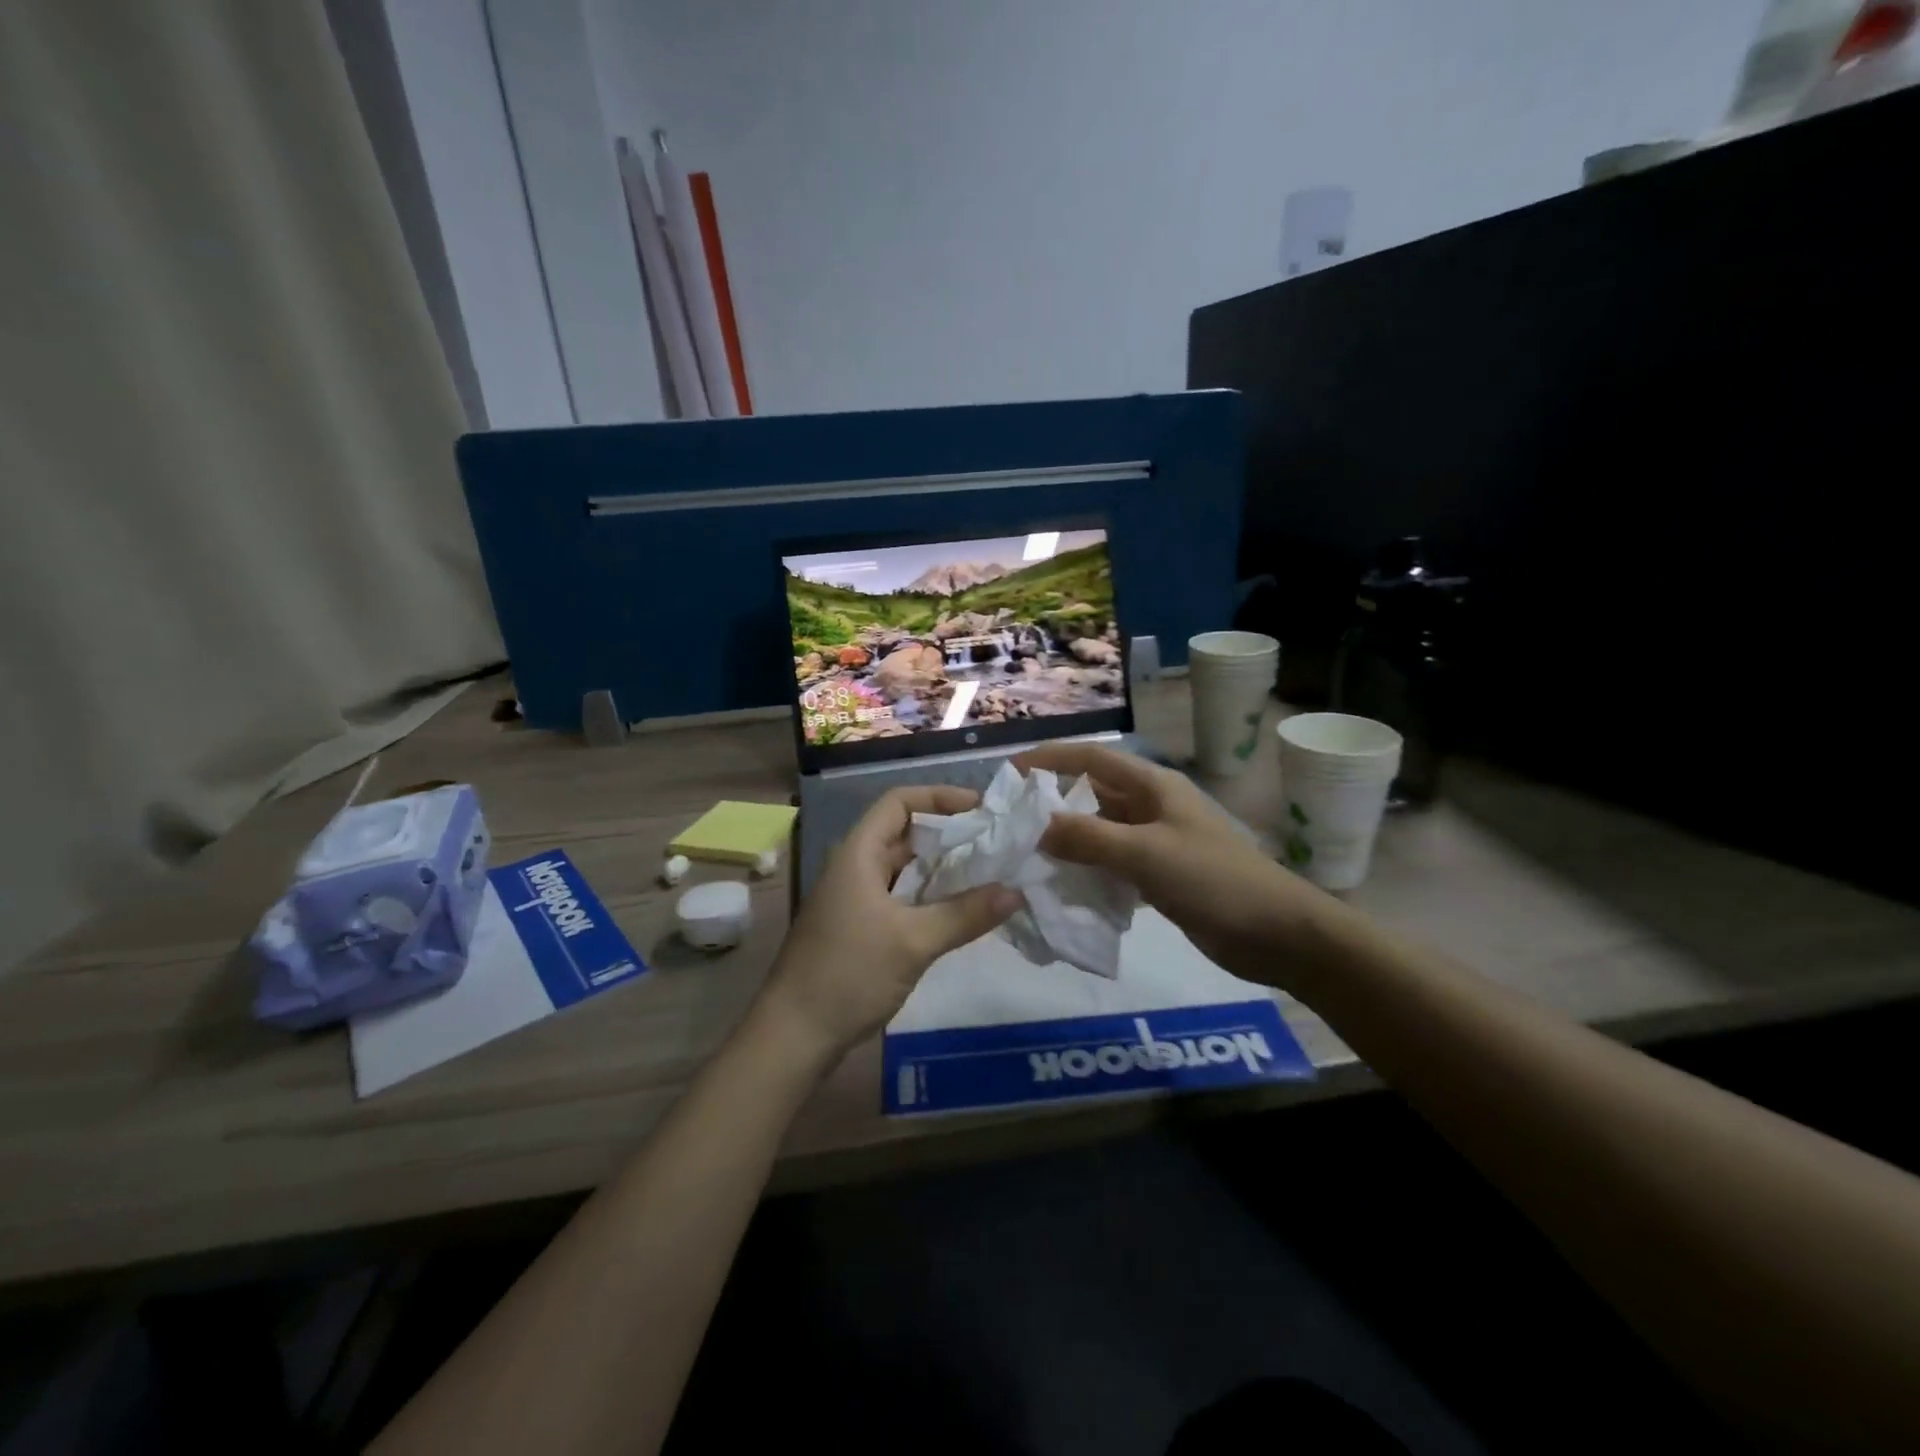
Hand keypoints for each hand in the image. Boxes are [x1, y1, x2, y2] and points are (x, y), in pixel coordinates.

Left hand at [759, 786, 1019, 1064]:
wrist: (793, 1035)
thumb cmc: (848, 974)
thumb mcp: (912, 942)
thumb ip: (964, 914)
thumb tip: (1015, 892)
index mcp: (858, 854)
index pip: (899, 802)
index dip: (939, 797)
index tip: (981, 809)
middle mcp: (855, 867)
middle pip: (905, 833)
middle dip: (949, 834)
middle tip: (996, 843)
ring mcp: (855, 898)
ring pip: (904, 868)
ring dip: (942, 867)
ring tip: (988, 872)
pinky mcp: (859, 926)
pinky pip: (900, 896)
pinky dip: (930, 895)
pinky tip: (960, 909)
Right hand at [1016, 743, 1333, 987]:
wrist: (1277, 934)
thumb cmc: (1213, 880)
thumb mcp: (1146, 854)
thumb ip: (1088, 837)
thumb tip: (1035, 827)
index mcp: (1152, 786)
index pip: (1091, 758)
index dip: (1050, 759)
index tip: (1009, 772)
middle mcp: (1152, 806)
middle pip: (1092, 793)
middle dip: (1053, 802)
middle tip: (1010, 822)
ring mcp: (1157, 841)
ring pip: (1100, 830)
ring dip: (1068, 839)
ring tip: (1026, 854)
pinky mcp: (1160, 874)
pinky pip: (1113, 862)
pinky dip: (1088, 869)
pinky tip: (1063, 885)